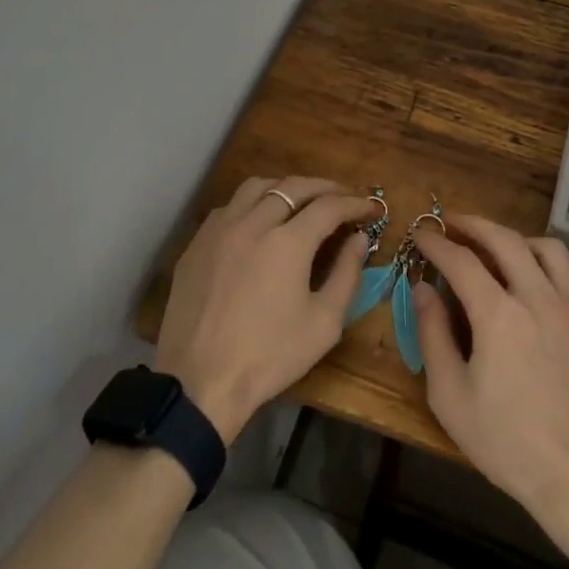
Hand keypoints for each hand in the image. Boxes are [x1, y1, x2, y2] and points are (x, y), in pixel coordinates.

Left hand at [155, 177, 375, 442]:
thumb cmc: (269, 357)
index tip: (371, 208)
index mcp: (287, 242)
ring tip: (301, 201)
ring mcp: (219, 229)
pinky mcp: (197, 244)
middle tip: (343, 197)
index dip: (355, 203)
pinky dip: (252, 203)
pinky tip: (259, 221)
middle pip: (293, 187)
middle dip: (324, 188)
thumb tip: (358, 239)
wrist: (200, 381)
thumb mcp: (323, 323)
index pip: (329, 206)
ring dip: (285, 188)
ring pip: (256, 187)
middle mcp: (252, 223)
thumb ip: (346, 275)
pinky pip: (229, 207)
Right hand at [411, 215, 568, 548]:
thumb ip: (432, 335)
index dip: (436, 243)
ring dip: (513, 237)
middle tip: (451, 222)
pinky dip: (540, 260)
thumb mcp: (450, 396)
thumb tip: (422, 290)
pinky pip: (565, 273)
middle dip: (473, 224)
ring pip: (545, 247)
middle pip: (505, 239)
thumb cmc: (507, 442)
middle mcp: (537, 298)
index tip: (420, 234)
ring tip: (492, 246)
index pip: (461, 260)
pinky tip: (526, 280)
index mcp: (499, 314)